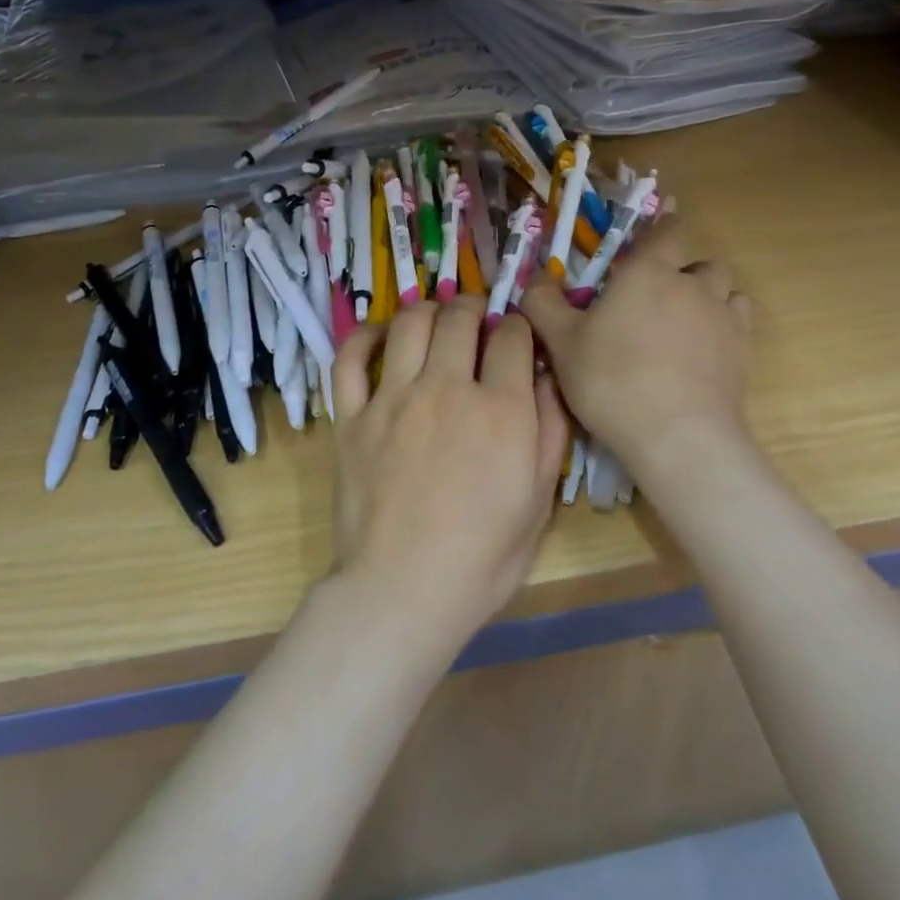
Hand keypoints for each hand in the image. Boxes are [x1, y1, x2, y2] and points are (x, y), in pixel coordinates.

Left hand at [329, 296, 568, 654]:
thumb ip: (550, 432)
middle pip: (460, 317)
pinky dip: (365, 336)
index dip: (517, 328)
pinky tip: (380, 335)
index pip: (512, 337)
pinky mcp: (352, 416)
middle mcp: (446, 389)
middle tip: (477, 319)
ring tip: (436, 319)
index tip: (515, 337)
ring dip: (428, 310)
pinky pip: (350, 358)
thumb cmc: (482, 558)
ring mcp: (393, 399)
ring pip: (410, 323)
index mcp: (501, 410)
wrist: (401, 591)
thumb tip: (545, 379)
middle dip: (474, 308)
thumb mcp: (539, 502)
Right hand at [521, 221, 753, 479]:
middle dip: (681, 272)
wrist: (678, 436)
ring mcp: (723, 317)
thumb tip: (536, 278)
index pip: (667, 230)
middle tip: (654, 299)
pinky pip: (738, 321)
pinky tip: (704, 348)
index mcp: (648, 271)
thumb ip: (543, 303)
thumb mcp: (561, 342)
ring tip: (684, 323)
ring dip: (708, 296)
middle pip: (698, 262)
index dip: (662, 226)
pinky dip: (724, 324)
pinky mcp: (743, 351)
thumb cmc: (612, 379)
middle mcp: (692, 283)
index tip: (653, 236)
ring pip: (724, 289)